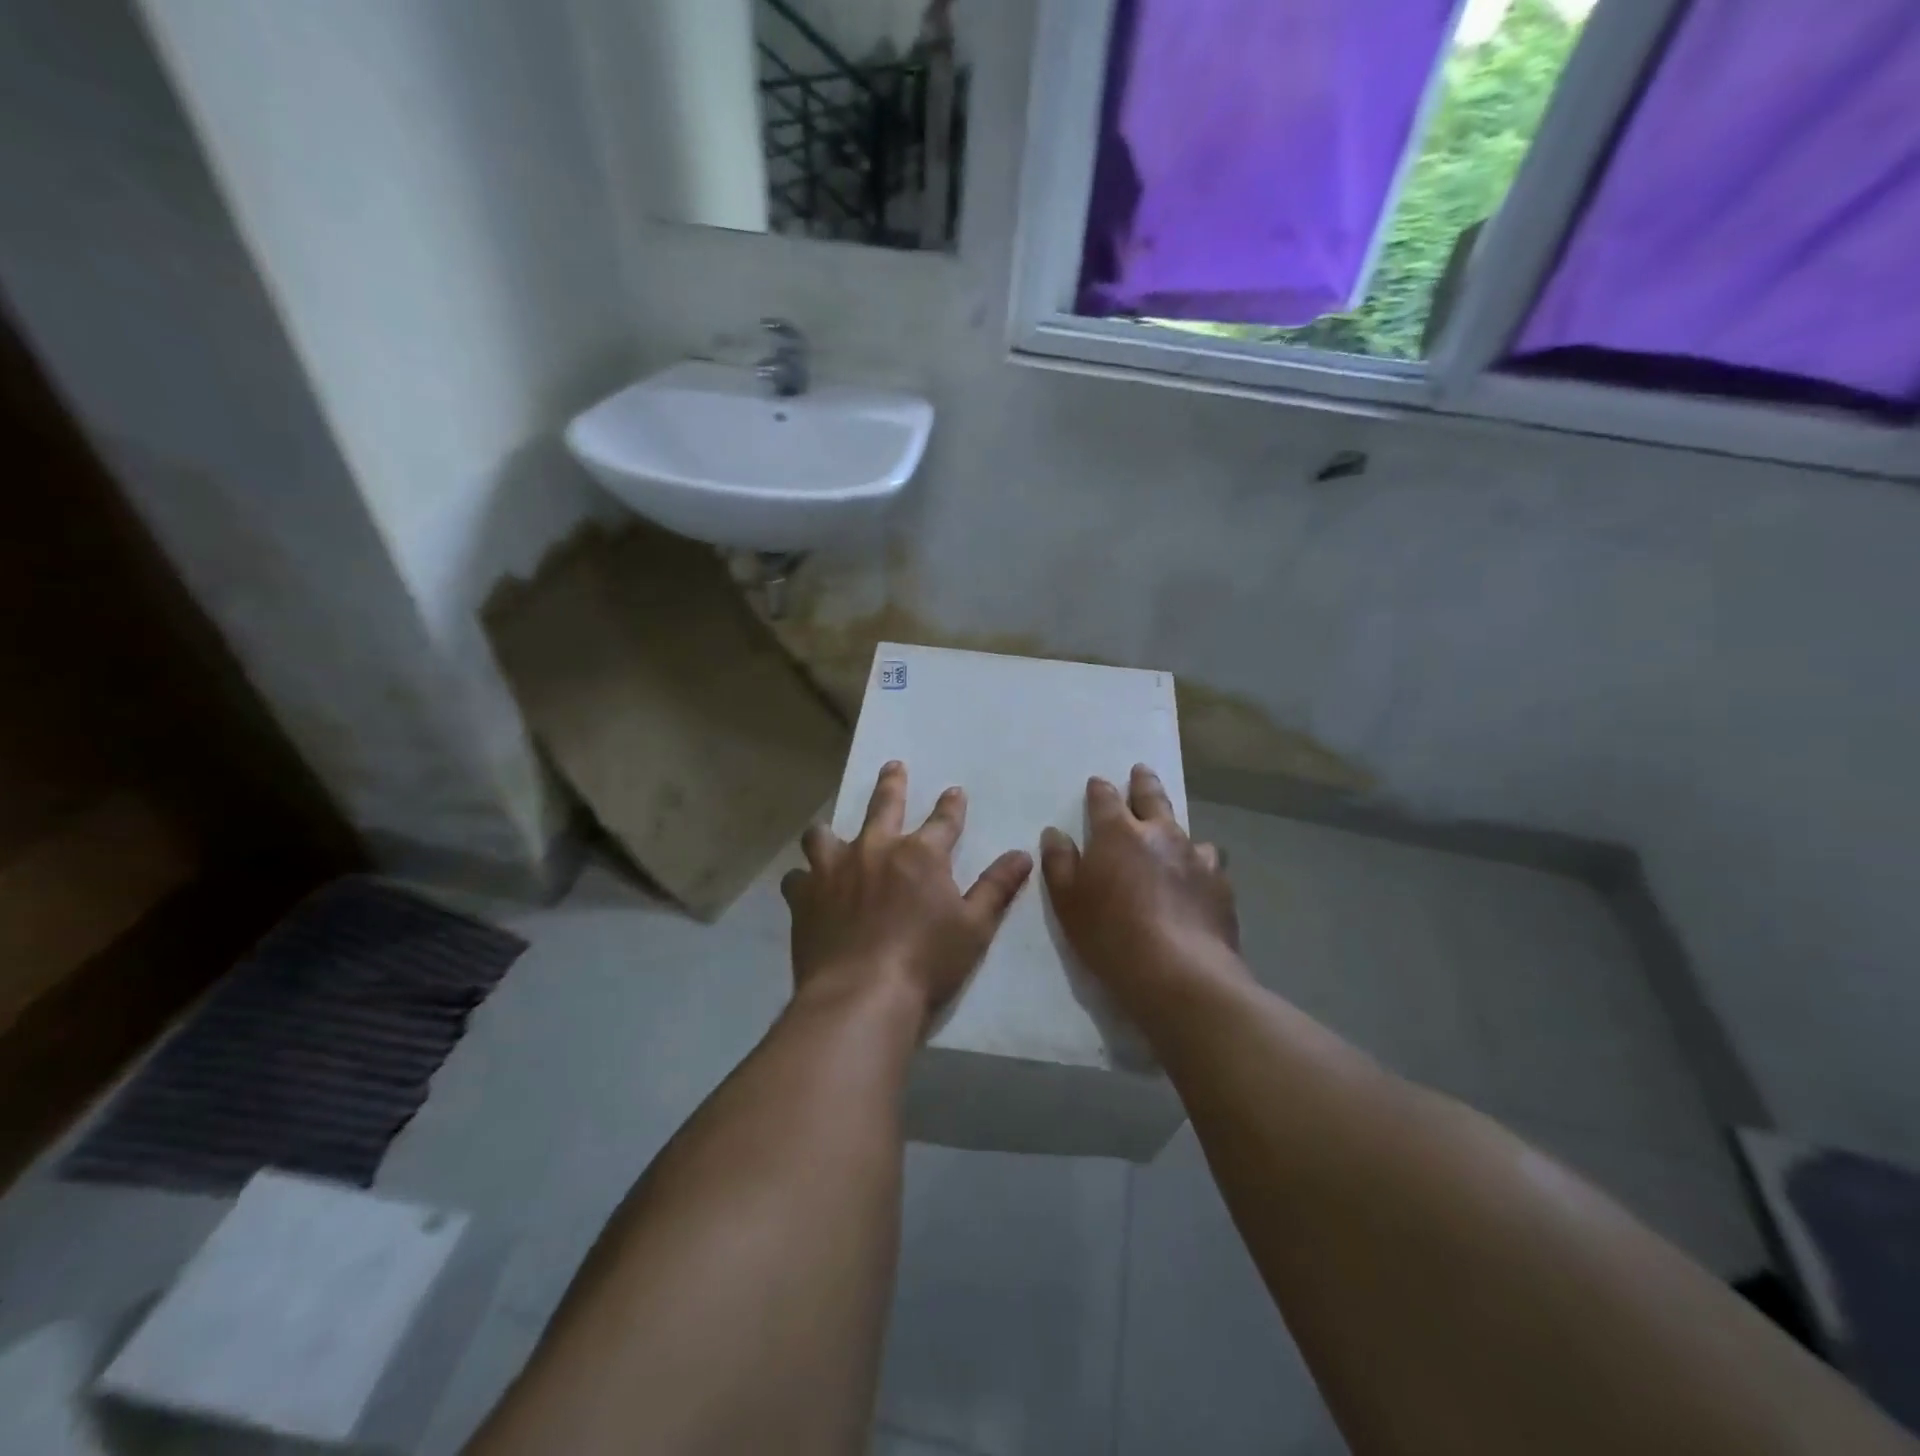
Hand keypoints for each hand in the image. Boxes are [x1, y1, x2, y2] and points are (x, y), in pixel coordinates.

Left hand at [782, 762, 1033, 1032]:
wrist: (861, 996)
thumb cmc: (926, 962)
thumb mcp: (974, 927)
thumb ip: (996, 887)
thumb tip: (1022, 854)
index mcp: (921, 854)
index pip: (944, 819)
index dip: (952, 805)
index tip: (954, 791)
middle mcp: (875, 850)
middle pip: (884, 805)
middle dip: (892, 784)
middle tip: (893, 767)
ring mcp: (834, 870)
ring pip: (824, 834)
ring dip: (830, 832)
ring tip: (829, 833)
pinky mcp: (805, 896)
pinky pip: (797, 877)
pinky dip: (804, 879)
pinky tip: (806, 888)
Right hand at [1041, 765, 1243, 1016]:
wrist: (1179, 972)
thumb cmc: (1110, 934)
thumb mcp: (1068, 901)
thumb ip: (1059, 863)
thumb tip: (1054, 833)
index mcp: (1118, 833)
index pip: (1105, 799)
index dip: (1100, 790)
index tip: (1097, 783)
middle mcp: (1160, 834)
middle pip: (1152, 799)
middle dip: (1143, 783)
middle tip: (1141, 771)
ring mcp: (1195, 857)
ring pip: (1186, 830)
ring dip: (1176, 828)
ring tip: (1174, 834)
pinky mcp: (1220, 885)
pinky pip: (1209, 863)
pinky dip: (1199, 863)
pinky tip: (1198, 878)